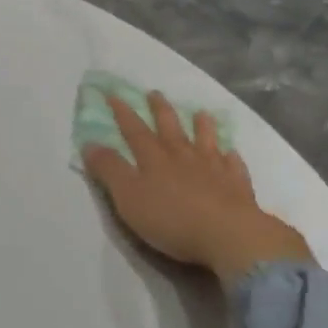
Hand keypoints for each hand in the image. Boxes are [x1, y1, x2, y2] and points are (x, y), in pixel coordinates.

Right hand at [83, 93, 313, 285]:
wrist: (228, 235)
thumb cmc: (170, 218)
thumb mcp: (128, 196)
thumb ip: (109, 170)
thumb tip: (90, 144)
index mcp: (154, 159)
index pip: (134, 131)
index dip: (123, 113)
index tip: (113, 94)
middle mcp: (183, 157)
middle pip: (170, 128)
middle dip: (160, 110)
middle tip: (155, 93)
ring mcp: (214, 169)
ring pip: (205, 141)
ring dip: (201, 126)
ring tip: (201, 113)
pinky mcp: (237, 186)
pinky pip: (233, 166)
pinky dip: (231, 157)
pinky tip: (232, 153)